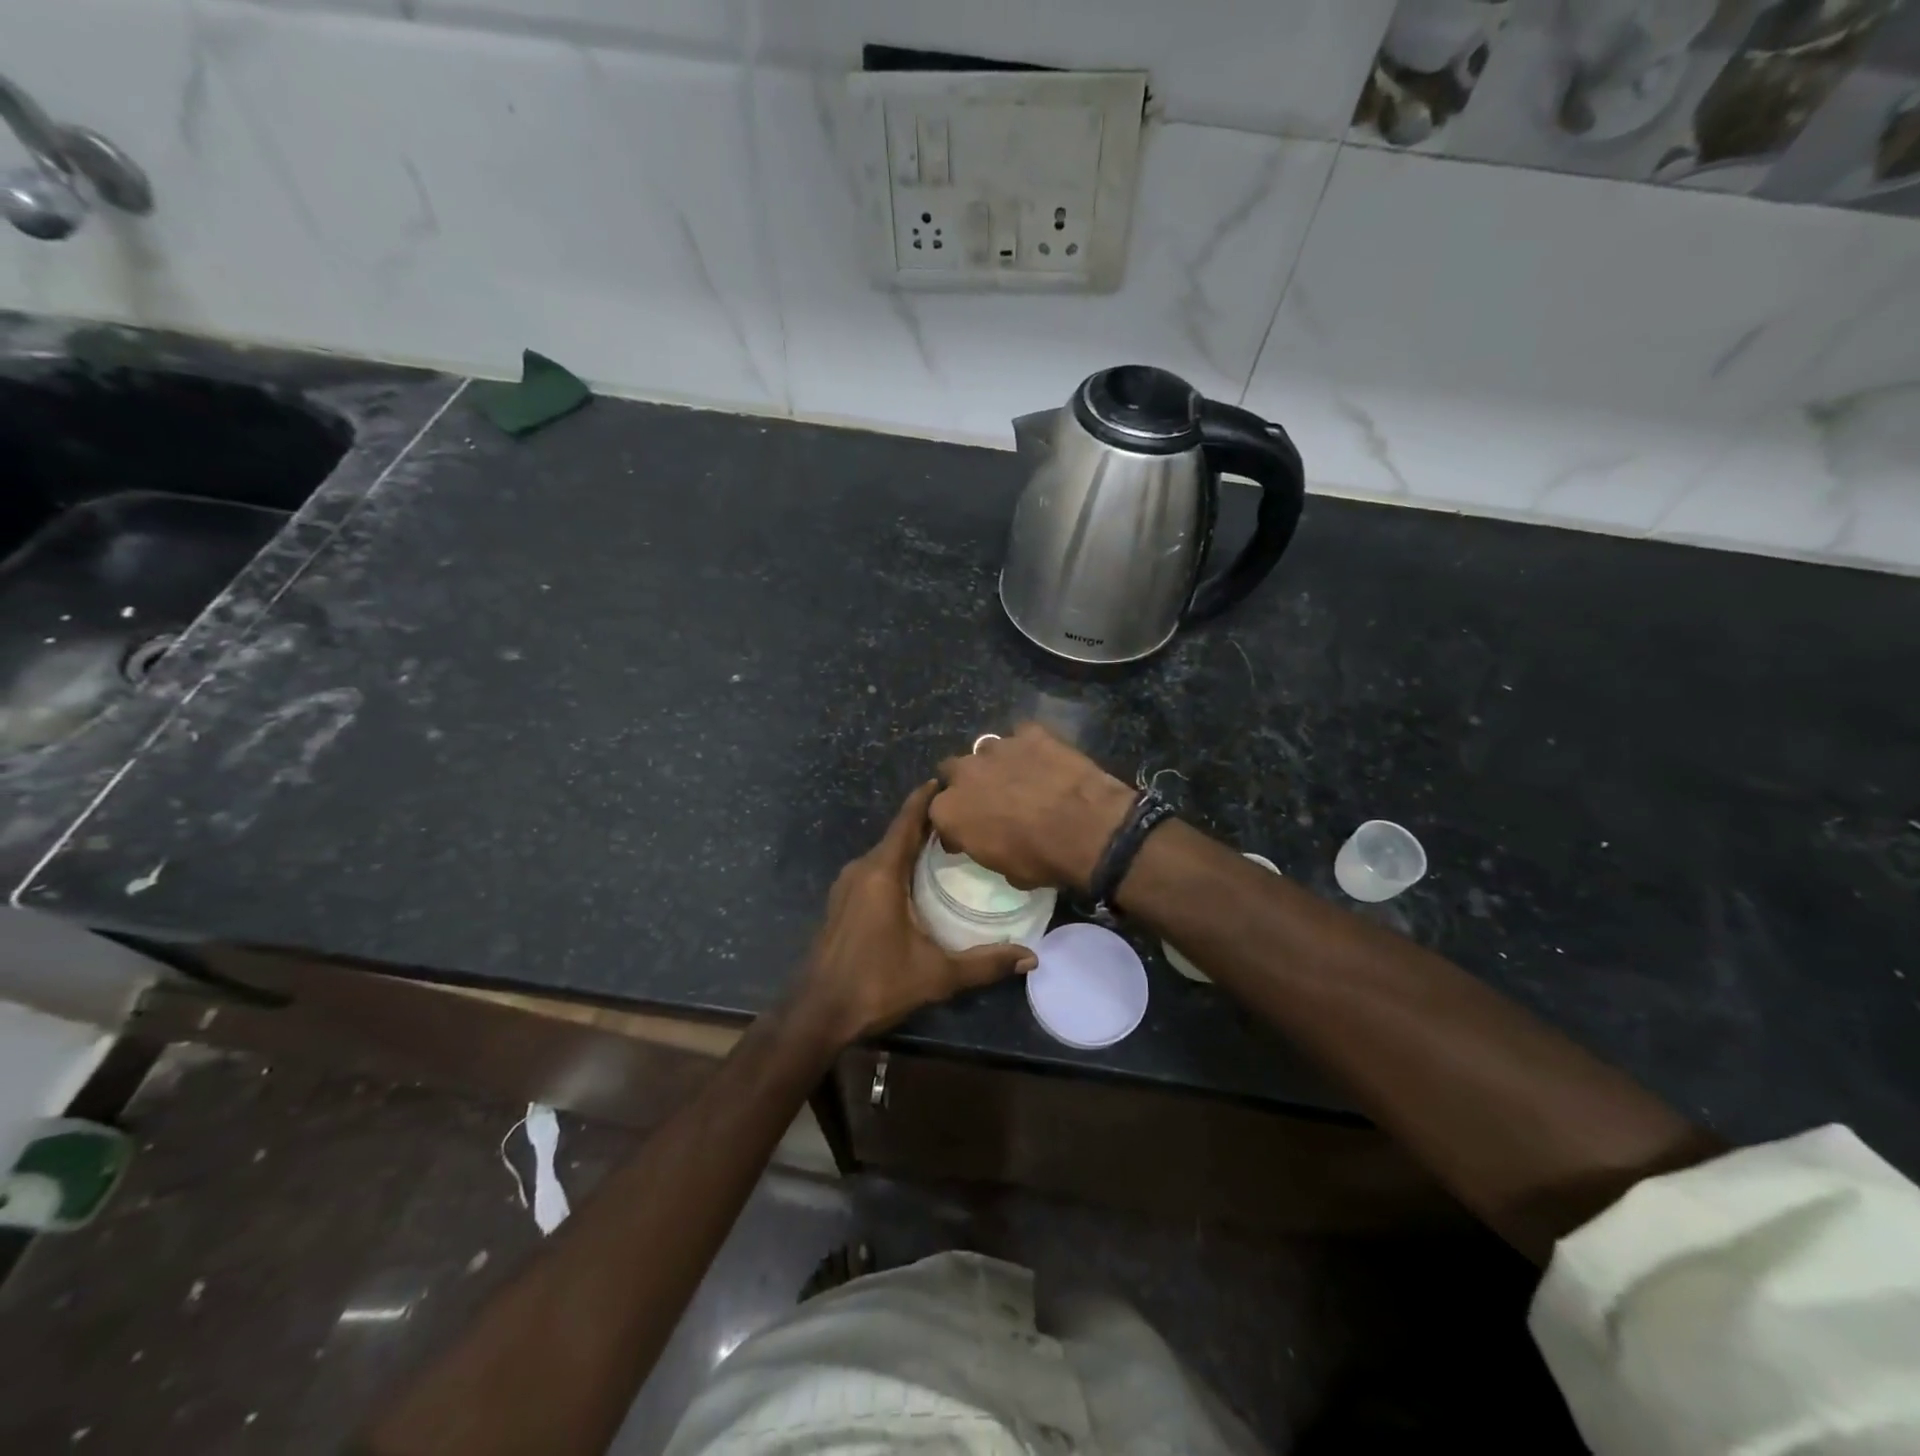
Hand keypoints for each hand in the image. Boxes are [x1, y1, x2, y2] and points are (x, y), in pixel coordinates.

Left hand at [795, 781, 1036, 1044]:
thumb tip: (1030, 958)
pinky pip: (874, 869)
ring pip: (885, 853)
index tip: (948, 780)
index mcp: (882, 873)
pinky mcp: (841, 902)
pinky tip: (917, 878)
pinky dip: (897, 864)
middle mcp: (861, 870)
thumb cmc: (876, 985)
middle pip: (897, 834)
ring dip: (911, 845)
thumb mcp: (936, 975)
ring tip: (947, 844)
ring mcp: (846, 886)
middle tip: (965, 818)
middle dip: (927, 822)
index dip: (926, 798)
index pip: (906, 821)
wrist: (818, 1013)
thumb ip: (984, 963)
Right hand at [932, 723, 1134, 891]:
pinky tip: (1044, 760)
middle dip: (965, 783)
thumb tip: (990, 842)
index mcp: (950, 810)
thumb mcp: (1003, 869)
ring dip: (995, 763)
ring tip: (1018, 778)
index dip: (953, 823)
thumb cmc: (1040, 858)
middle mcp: (965, 772)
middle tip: (988, 799)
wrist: (1086, 829)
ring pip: (985, 750)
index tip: (966, 834)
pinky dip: (1029, 747)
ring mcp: (997, 747)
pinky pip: (1022, 736)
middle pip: (952, 771)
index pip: (938, 813)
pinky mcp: (1030, 733)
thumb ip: (984, 847)